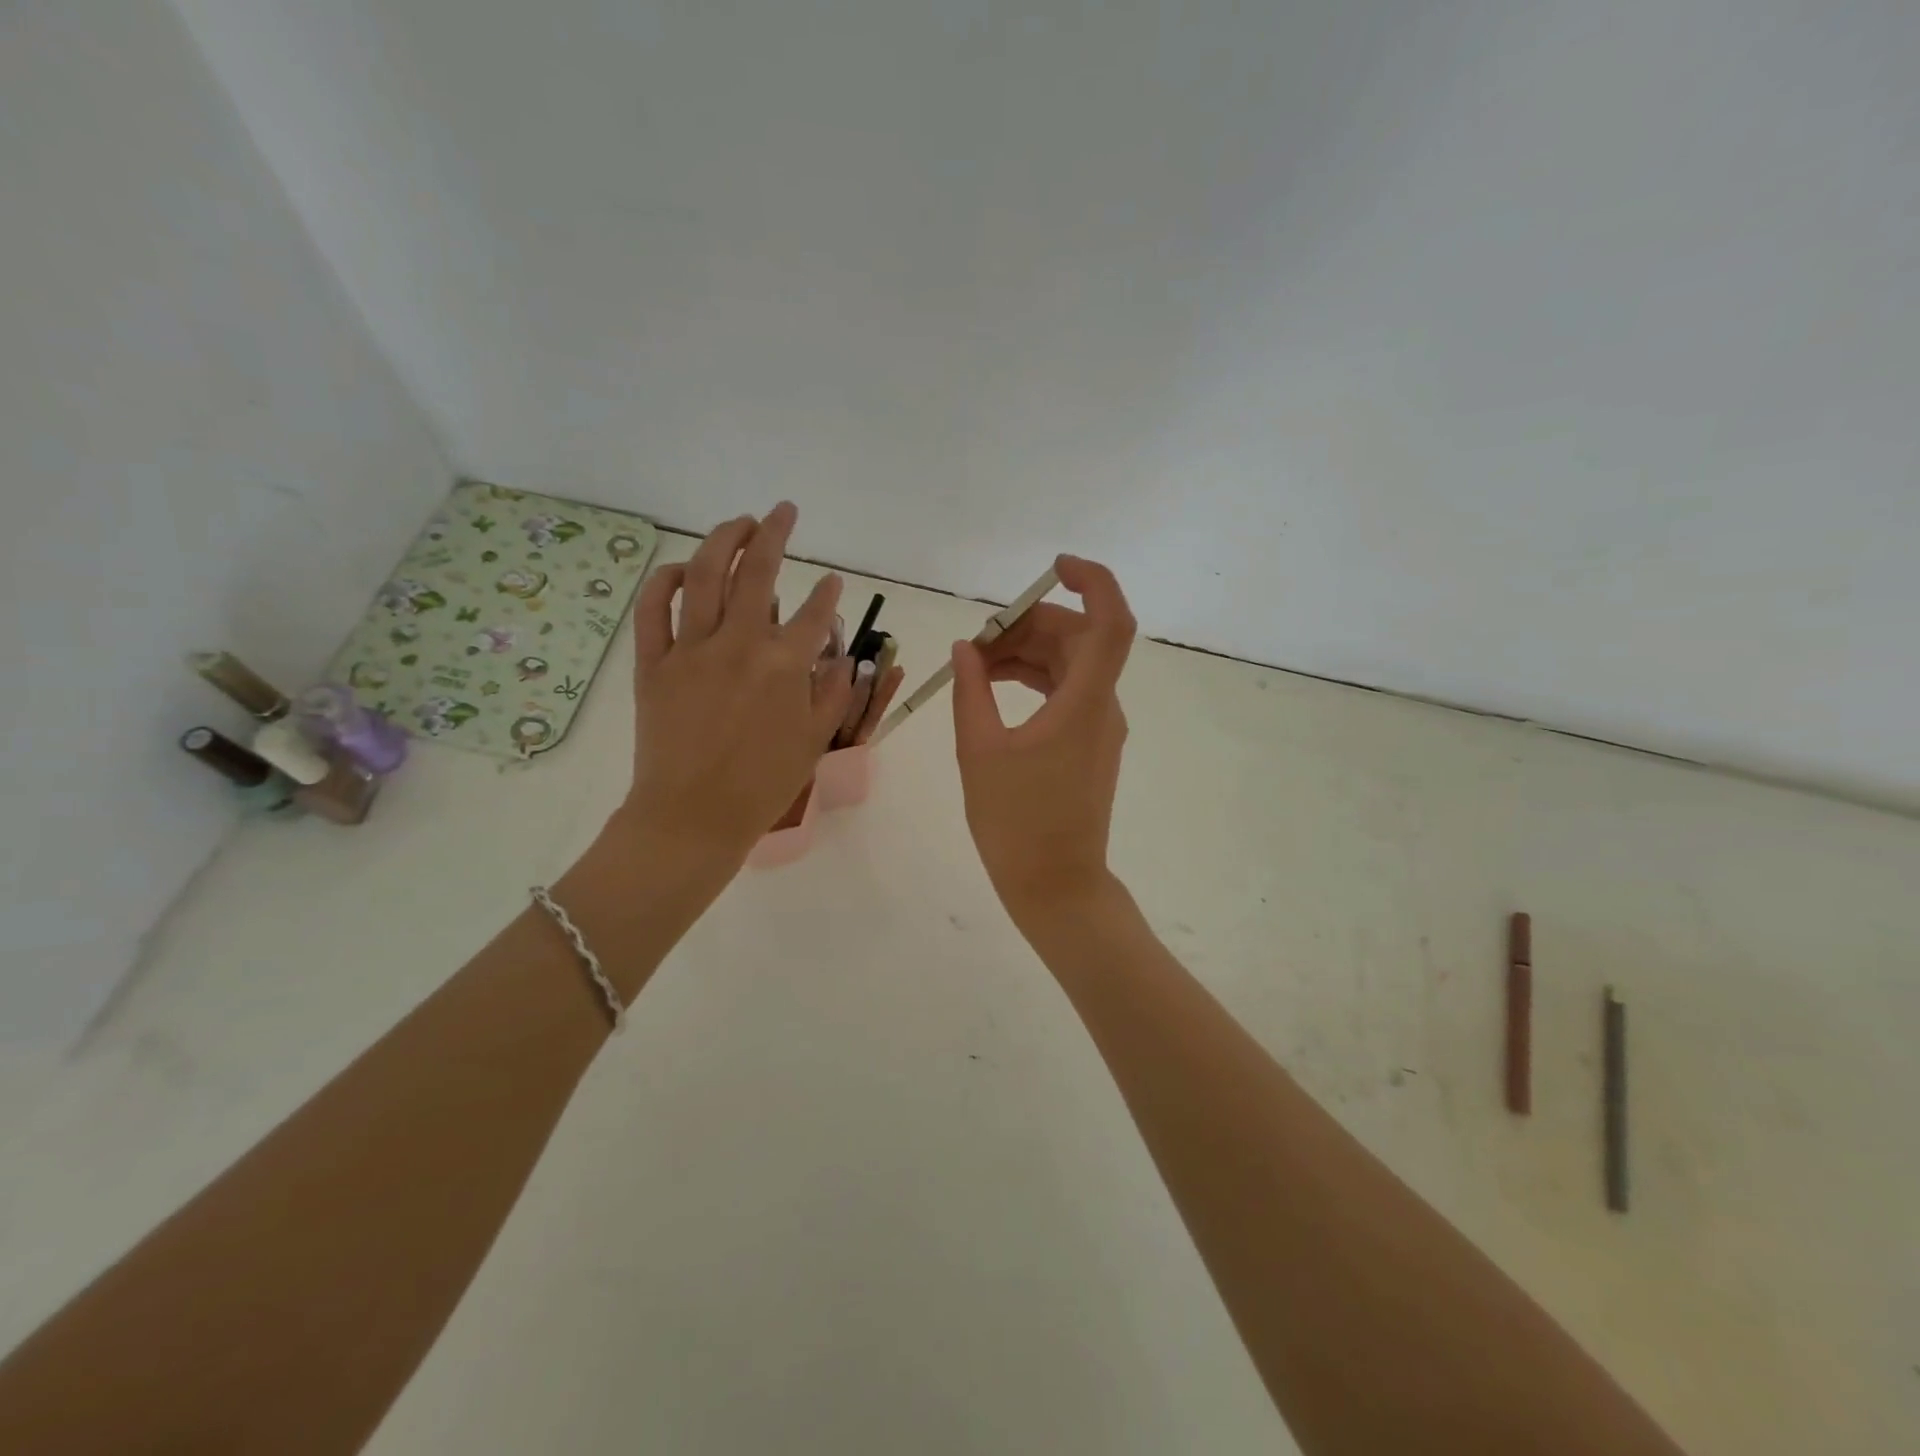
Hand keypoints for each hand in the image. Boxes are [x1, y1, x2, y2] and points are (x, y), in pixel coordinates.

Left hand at [619, 502, 851, 874]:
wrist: (692, 817)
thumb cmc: (762, 785)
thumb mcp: (813, 741)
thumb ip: (833, 693)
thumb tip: (842, 658)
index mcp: (784, 666)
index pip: (813, 613)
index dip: (828, 594)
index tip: (833, 581)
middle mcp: (739, 644)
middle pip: (757, 572)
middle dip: (774, 533)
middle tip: (784, 511)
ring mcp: (691, 649)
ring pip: (705, 576)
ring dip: (724, 540)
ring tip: (739, 522)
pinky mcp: (654, 662)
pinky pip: (654, 609)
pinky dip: (666, 581)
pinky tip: (682, 568)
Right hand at [951, 555, 1136, 924]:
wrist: (1056, 885)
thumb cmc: (1016, 823)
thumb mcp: (981, 752)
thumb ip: (972, 691)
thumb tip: (968, 648)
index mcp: (1084, 703)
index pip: (1110, 623)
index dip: (1092, 582)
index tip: (1053, 569)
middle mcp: (1102, 707)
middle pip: (1078, 639)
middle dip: (1028, 627)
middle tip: (977, 644)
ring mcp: (1099, 726)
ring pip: (1070, 665)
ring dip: (1026, 654)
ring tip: (975, 666)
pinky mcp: (1089, 744)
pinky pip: (1066, 691)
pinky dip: (1034, 679)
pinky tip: (995, 686)